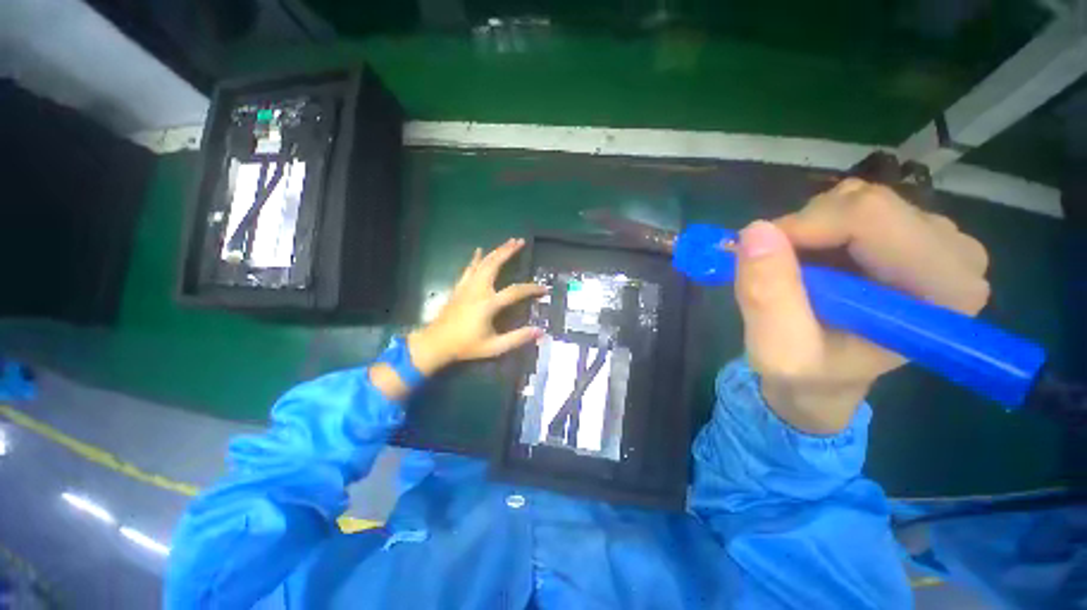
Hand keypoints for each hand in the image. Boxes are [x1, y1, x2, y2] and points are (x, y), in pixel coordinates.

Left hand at [407, 238, 546, 375]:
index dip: (532, 289)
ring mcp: (467, 286)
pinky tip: (479, 250)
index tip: (545, 289)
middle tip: (521, 241)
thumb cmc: (465, 346)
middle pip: (495, 264)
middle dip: (508, 251)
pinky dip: (475, 258)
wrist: (435, 344)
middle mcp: (478, 290)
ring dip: (496, 251)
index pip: (515, 291)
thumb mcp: (494, 347)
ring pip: (483, 263)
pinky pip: (469, 268)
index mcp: (488, 304)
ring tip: (508, 242)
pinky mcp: (459, 288)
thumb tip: (540, 332)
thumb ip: (517, 338)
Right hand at [734, 179, 989, 433]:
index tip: (757, 254)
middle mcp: (955, 255)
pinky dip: (816, 228)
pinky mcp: (914, 233)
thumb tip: (754, 232)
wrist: (827, 378)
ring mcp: (938, 239)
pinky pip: (853, 205)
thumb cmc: (808, 373)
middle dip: (803, 231)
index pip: (870, 217)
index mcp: (942, 291)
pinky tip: (813, 263)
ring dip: (808, 231)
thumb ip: (768, 297)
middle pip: (865, 202)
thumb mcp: (778, 351)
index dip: (803, 228)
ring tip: (796, 274)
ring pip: (855, 199)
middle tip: (774, 269)